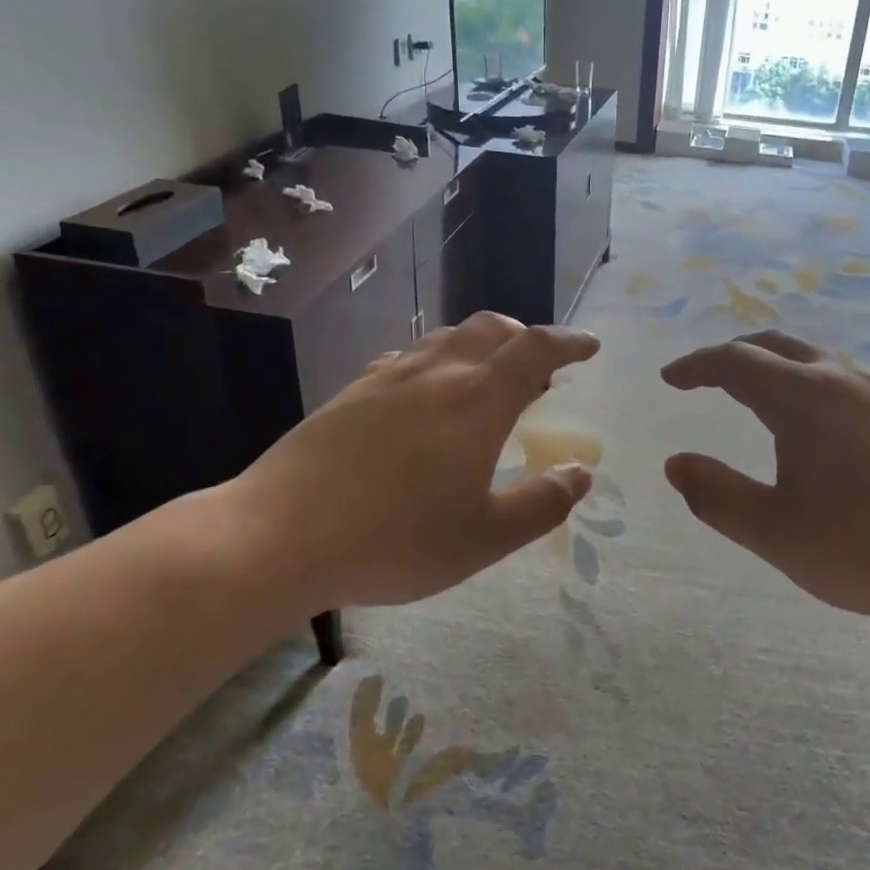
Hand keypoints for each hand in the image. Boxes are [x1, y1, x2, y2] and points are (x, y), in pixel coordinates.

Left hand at [223, 313, 599, 613]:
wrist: (279, 536)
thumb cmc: (396, 540)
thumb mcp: (486, 537)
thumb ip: (543, 503)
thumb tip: (581, 473)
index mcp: (478, 400)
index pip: (535, 349)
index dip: (568, 342)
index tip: (589, 346)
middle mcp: (436, 374)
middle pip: (490, 329)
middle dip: (524, 337)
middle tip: (540, 366)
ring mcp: (387, 379)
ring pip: (445, 339)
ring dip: (479, 346)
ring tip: (487, 378)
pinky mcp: (350, 394)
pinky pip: (405, 360)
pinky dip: (434, 363)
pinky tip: (424, 394)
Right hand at [661, 331, 869, 621]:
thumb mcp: (776, 532)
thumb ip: (717, 496)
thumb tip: (676, 464)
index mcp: (802, 398)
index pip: (735, 361)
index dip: (696, 366)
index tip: (670, 379)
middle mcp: (841, 382)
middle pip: (776, 347)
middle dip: (733, 356)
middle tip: (705, 378)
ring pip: (815, 362)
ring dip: (775, 369)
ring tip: (755, 398)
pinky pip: (843, 384)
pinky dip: (808, 388)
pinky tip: (817, 429)